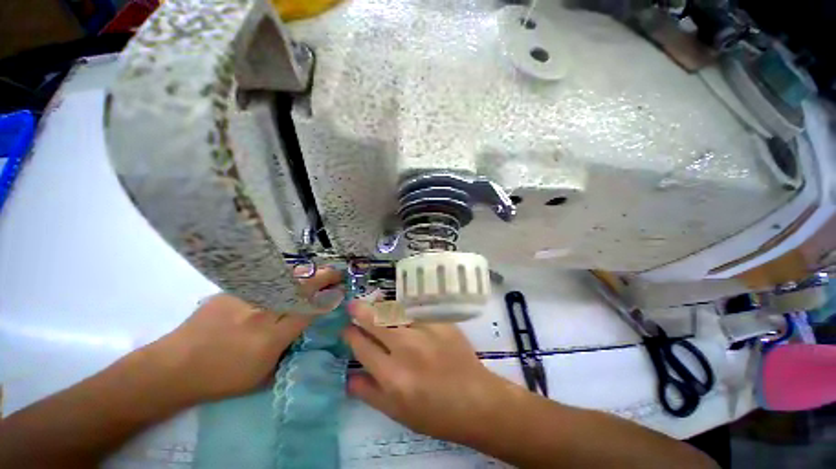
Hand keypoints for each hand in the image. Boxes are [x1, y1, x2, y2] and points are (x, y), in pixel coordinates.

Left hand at [146, 267, 343, 402]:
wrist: (174, 368)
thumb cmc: (221, 379)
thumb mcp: (261, 375)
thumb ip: (286, 351)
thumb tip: (302, 331)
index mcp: (271, 338)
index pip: (309, 312)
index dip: (328, 300)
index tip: (340, 292)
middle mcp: (262, 314)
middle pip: (301, 289)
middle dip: (324, 278)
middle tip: (337, 273)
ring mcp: (246, 299)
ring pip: (285, 279)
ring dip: (307, 273)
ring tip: (319, 271)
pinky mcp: (231, 292)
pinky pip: (264, 279)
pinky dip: (283, 276)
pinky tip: (289, 276)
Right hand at [342, 300, 511, 442]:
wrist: (475, 400)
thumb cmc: (435, 413)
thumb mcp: (397, 413)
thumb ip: (370, 393)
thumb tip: (349, 377)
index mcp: (391, 375)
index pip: (362, 347)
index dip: (351, 335)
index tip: (347, 329)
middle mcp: (406, 348)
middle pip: (375, 321)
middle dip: (360, 311)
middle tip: (352, 305)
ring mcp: (425, 331)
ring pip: (395, 311)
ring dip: (381, 307)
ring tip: (375, 304)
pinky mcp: (440, 322)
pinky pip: (416, 310)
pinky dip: (404, 309)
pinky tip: (401, 308)